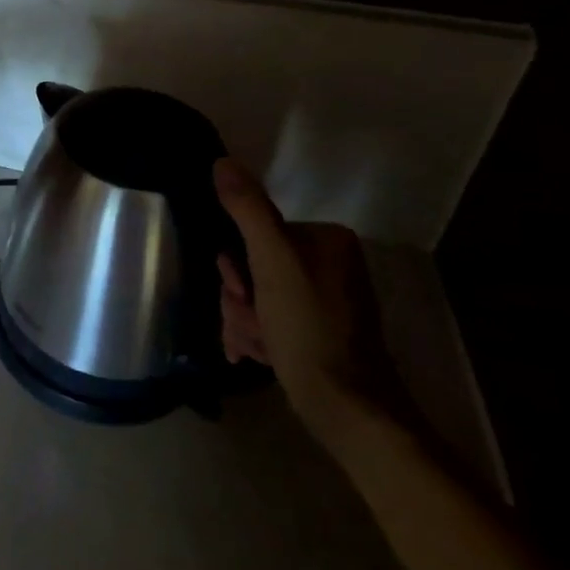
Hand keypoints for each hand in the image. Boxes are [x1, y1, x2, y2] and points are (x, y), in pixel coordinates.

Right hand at [213, 157, 402, 439]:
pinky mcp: (316, 330)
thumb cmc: (310, 328)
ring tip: (255, 346)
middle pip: (252, 267)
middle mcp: (328, 263)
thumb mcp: (272, 261)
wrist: (347, 408)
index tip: (242, 291)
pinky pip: (268, 319)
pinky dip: (256, 336)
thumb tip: (222, 161)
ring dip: (243, 321)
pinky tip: (258, 356)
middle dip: (239, 299)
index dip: (237, 266)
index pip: (254, 234)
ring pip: (254, 296)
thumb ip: (247, 209)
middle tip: (251, 322)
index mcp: (325, 239)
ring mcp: (322, 299)